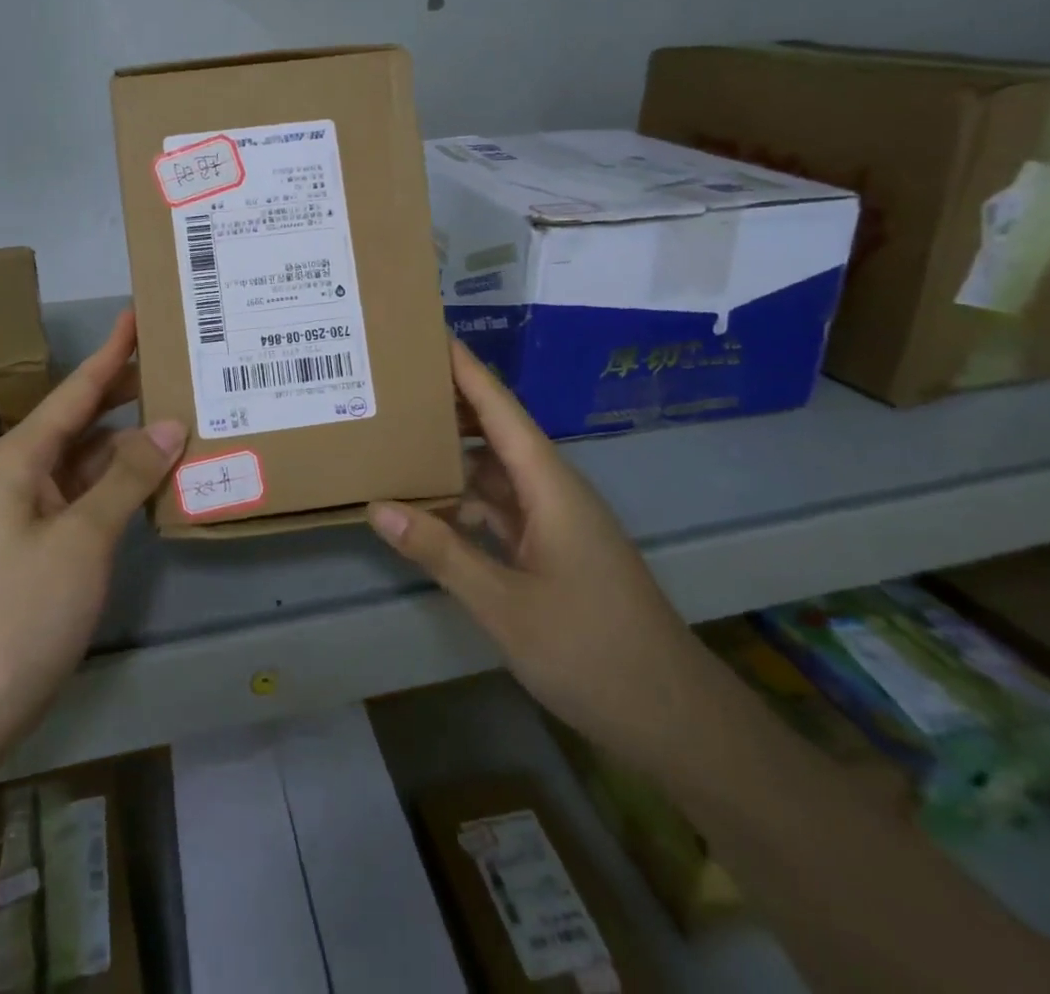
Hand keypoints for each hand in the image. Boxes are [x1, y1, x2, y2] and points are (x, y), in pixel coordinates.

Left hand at [0, 311, 185, 751]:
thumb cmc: (24, 608)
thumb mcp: (83, 537)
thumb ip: (127, 477)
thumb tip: (170, 425)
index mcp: (19, 457)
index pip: (75, 391)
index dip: (110, 353)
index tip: (137, 315)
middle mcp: (23, 470)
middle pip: (82, 418)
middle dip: (125, 391)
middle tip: (176, 363)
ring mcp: (34, 505)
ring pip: (90, 456)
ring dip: (130, 439)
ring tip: (181, 412)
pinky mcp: (47, 537)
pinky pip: (91, 491)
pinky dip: (123, 479)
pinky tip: (159, 472)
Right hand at [368, 337, 701, 755]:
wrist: (672, 716)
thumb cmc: (592, 651)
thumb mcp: (505, 604)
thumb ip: (441, 552)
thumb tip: (377, 507)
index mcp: (550, 485)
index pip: (500, 409)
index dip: (465, 369)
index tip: (428, 332)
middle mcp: (553, 490)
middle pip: (495, 431)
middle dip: (449, 404)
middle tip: (393, 382)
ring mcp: (554, 521)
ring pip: (494, 472)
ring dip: (452, 455)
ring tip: (397, 434)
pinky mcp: (552, 550)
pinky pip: (499, 508)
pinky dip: (463, 500)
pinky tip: (426, 505)